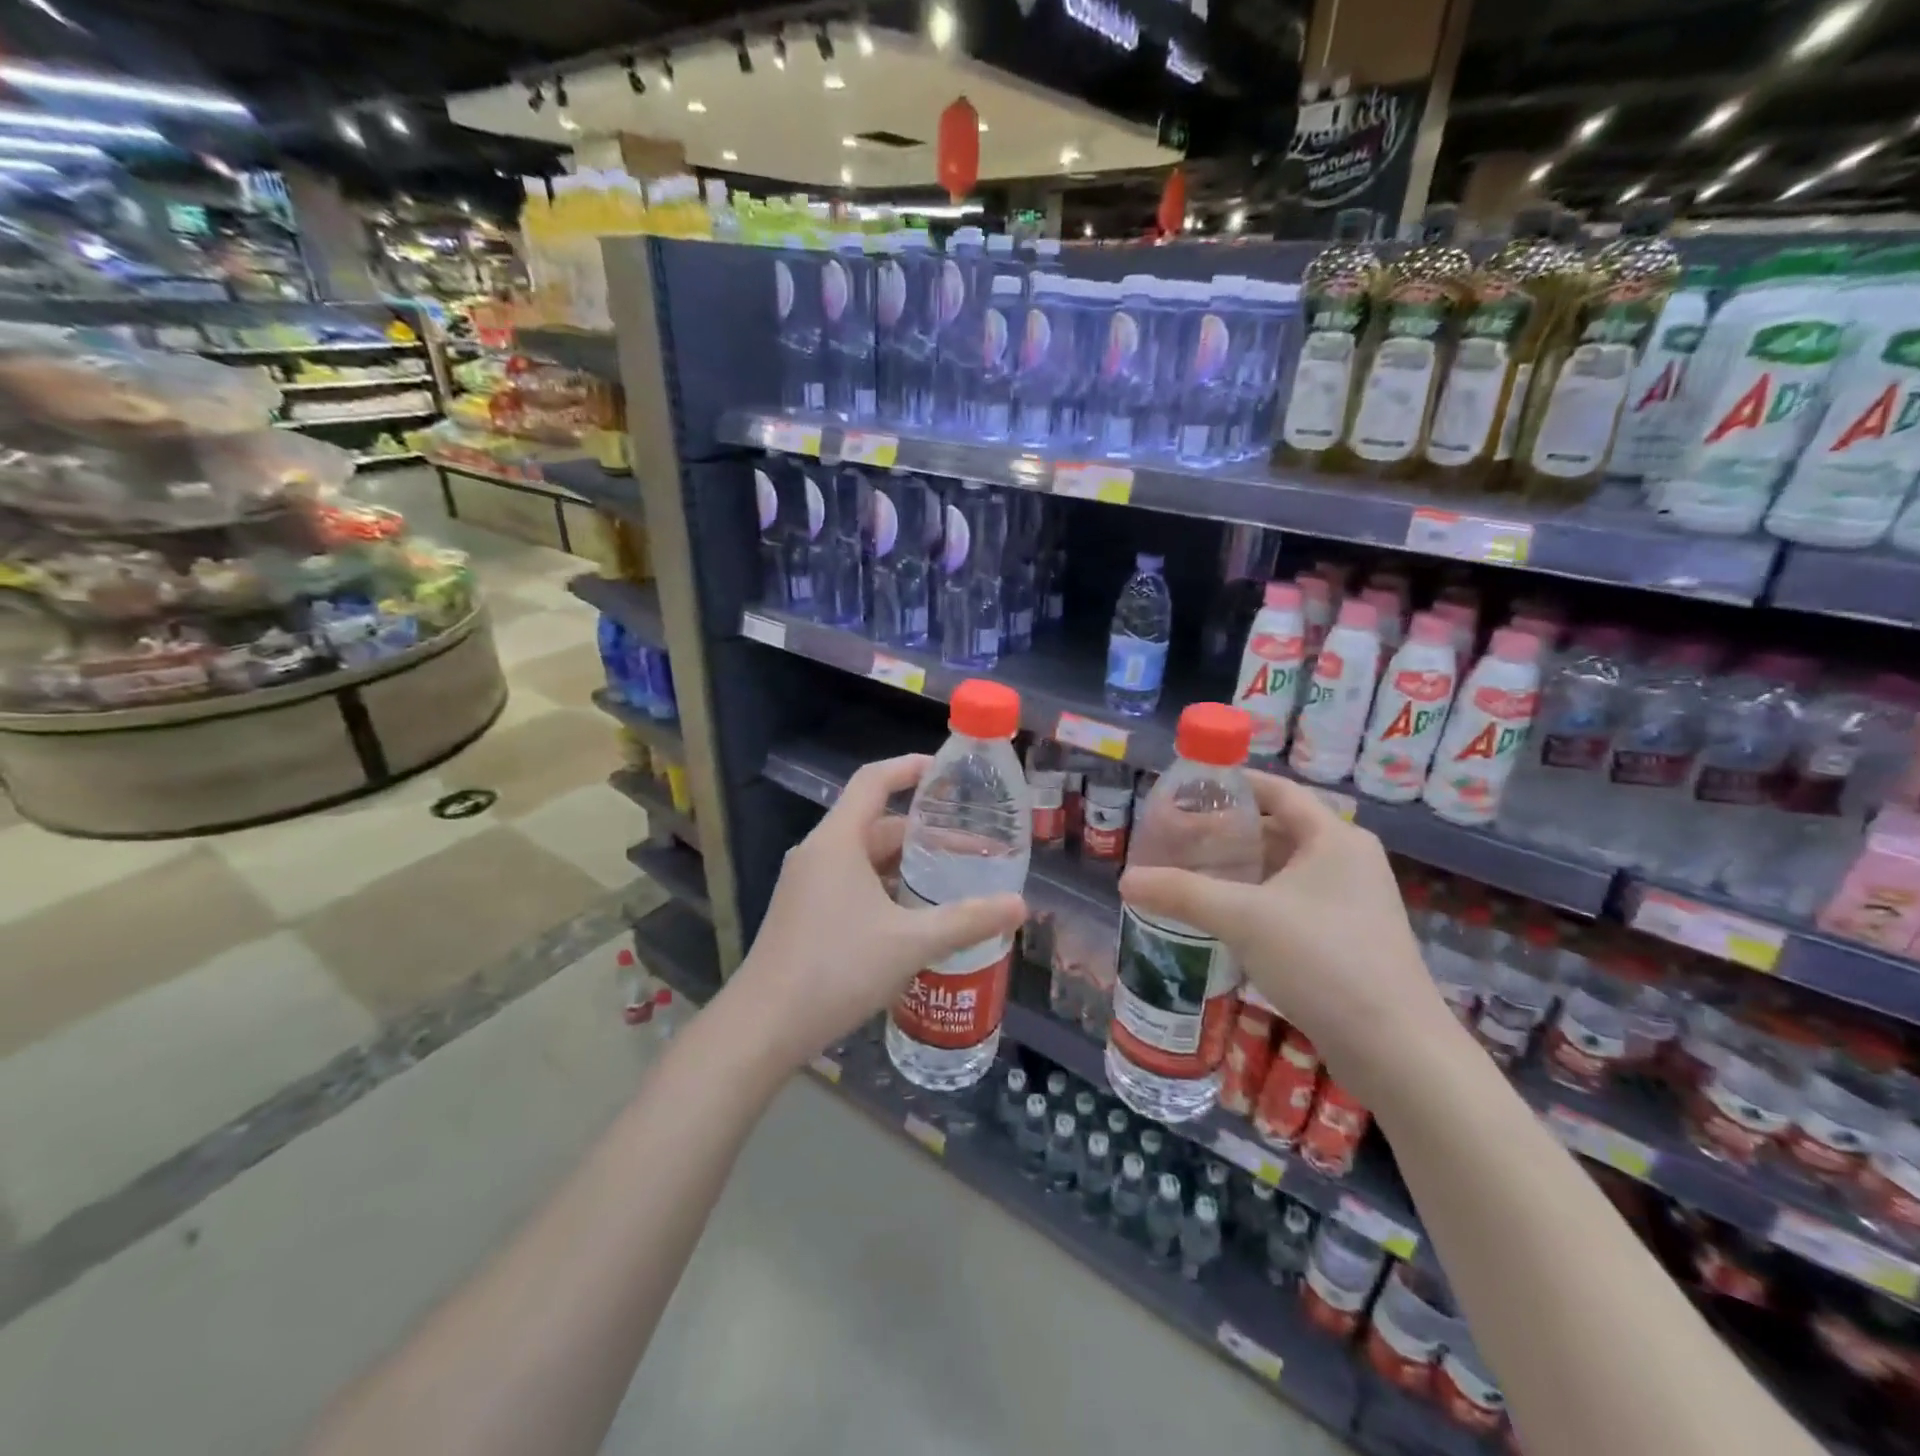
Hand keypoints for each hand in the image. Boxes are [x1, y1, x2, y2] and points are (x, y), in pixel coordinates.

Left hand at [726, 754, 1027, 1068]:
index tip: (946, 772)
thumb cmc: (836, 970)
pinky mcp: (805, 913)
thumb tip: (1019, 905)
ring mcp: (807, 885)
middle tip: (971, 849)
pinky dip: (886, 889)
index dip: (909, 768)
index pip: (873, 781)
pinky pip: (852, 884)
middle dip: (924, 834)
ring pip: (865, 859)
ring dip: (906, 866)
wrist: (763, 1028)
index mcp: (837, 841)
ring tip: (952, 882)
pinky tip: (915, 918)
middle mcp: (819, 854)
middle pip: (876, 825)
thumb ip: (966, 921)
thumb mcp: (909, 943)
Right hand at [1118, 770, 1457, 1111]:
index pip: (1278, 791)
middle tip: (1178, 837)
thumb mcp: (1243, 918)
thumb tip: (1126, 880)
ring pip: (1285, 868)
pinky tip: (1224, 915)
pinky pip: (1293, 900)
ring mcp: (1352, 900)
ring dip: (1241, 868)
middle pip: (1279, 828)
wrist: (1395, 1049)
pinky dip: (1258, 897)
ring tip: (1191, 872)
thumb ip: (1182, 893)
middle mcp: (1348, 860)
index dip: (1233, 784)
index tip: (1189, 789)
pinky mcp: (1348, 936)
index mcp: (1334, 838)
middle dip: (1228, 831)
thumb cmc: (1323, 961)